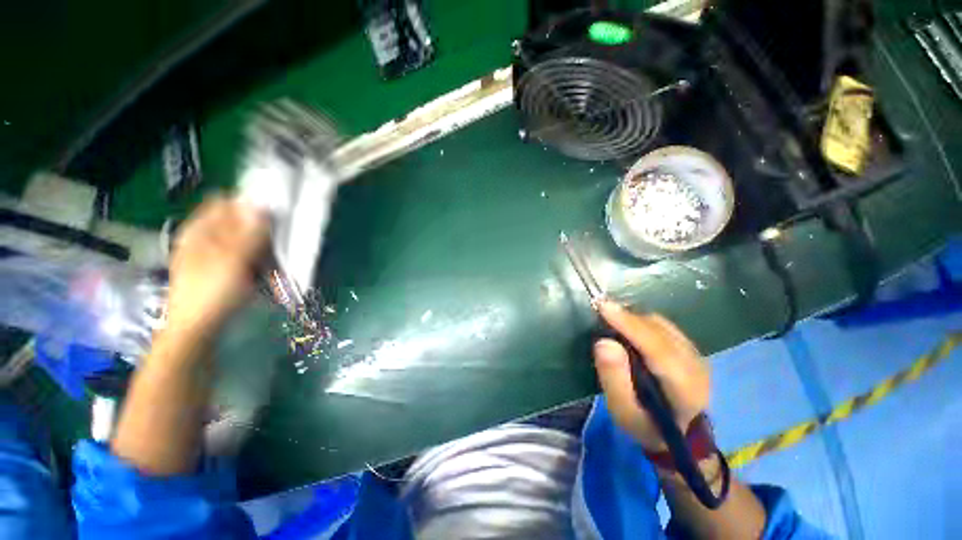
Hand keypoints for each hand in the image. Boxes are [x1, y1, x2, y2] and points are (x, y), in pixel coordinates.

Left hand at [166, 196, 268, 337]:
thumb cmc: (212, 293)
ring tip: (276, 265)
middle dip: (261, 231)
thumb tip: (263, 205)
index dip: (249, 205)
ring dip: (264, 250)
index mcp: (200, 230)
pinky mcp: (223, 271)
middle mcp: (205, 239)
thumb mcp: (233, 260)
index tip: (274, 215)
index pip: (225, 203)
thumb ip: (249, 232)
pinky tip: (268, 275)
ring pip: (245, 242)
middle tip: (279, 243)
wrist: (197, 331)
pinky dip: (258, 264)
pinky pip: (246, 259)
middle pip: (238, 223)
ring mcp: (213, 256)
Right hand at [592, 301, 709, 451]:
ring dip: (633, 319)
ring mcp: (696, 354)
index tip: (604, 308)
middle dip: (628, 318)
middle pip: (659, 331)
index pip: (657, 349)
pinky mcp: (690, 347)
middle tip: (600, 313)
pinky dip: (641, 322)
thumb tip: (604, 342)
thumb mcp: (623, 411)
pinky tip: (627, 328)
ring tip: (611, 321)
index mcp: (685, 389)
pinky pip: (662, 325)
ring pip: (661, 324)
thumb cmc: (646, 425)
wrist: (679, 432)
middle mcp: (696, 366)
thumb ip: (614, 378)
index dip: (630, 325)